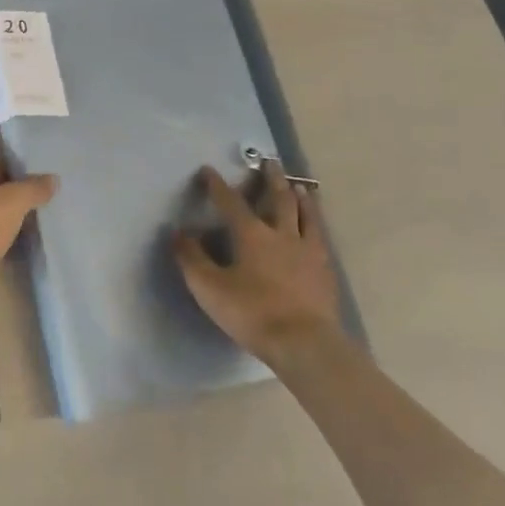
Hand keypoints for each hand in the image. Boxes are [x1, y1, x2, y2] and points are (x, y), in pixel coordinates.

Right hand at [174, 163, 342, 365]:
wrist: (304, 343)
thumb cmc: (252, 312)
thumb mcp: (209, 288)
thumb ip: (192, 259)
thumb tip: (178, 232)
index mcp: (251, 235)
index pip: (230, 202)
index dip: (217, 185)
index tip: (208, 170)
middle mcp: (281, 234)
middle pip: (278, 199)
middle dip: (271, 179)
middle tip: (270, 162)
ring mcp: (308, 252)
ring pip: (306, 216)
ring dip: (302, 198)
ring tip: (300, 187)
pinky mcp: (325, 271)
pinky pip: (321, 239)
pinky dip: (316, 226)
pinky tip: (317, 230)